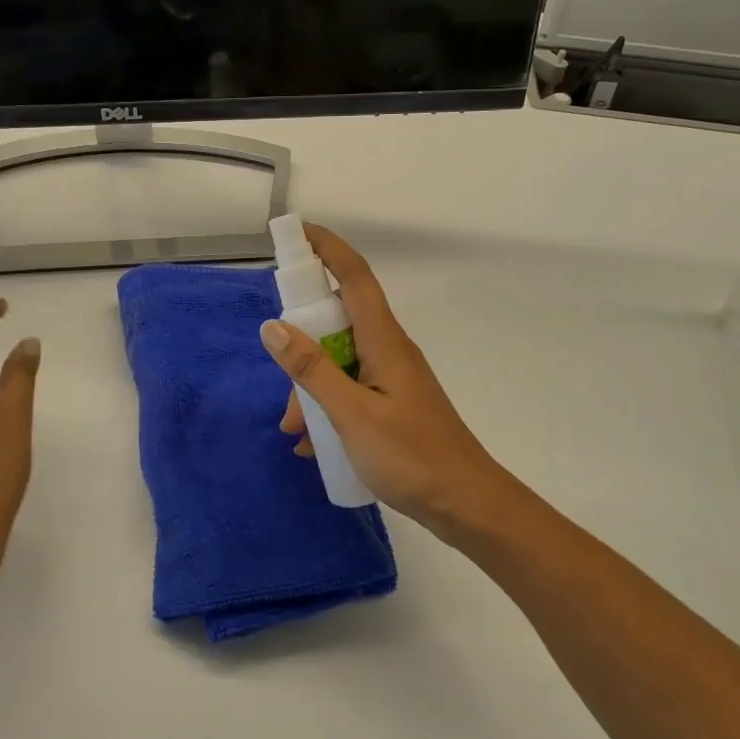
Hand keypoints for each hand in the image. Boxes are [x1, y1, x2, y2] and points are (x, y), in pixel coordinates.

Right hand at [259, 225, 522, 543]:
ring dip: (311, 387)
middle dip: (302, 343)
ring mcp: (391, 377)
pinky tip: (312, 445)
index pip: (353, 276)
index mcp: (383, 340)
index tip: (295, 234)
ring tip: (294, 431)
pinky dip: (327, 407)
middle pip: (337, 322)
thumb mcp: (351, 414)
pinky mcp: (392, 403)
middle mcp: (388, 350)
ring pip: (339, 362)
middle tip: (278, 371)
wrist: (466, 505)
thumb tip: (272, 326)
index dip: (326, 248)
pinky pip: (350, 389)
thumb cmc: (412, 457)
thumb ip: (312, 370)